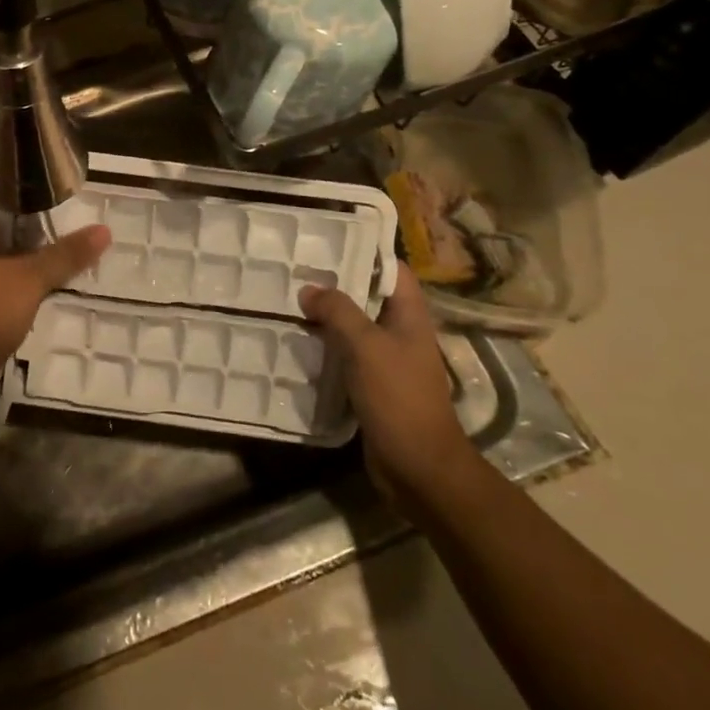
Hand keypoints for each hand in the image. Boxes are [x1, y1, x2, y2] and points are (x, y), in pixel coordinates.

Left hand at [0, 183, 110, 427]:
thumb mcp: (30, 282)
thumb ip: (66, 255)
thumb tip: (104, 231)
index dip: (3, 161)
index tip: (35, 151)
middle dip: (17, 192)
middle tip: (54, 180)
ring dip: (15, 221)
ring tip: (52, 209)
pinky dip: (11, 244)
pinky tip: (37, 247)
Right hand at [299, 268, 473, 510]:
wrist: (418, 467)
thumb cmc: (398, 397)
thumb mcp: (366, 346)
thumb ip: (338, 312)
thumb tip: (309, 290)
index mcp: (410, 316)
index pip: (393, 271)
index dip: (366, 253)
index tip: (329, 242)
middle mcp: (402, 333)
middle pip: (369, 297)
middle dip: (337, 285)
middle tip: (297, 271)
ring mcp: (389, 361)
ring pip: (355, 328)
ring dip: (328, 318)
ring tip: (291, 302)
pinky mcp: (374, 386)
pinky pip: (348, 356)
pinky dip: (327, 348)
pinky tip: (298, 343)